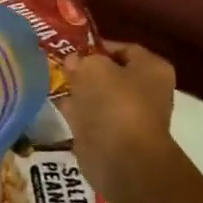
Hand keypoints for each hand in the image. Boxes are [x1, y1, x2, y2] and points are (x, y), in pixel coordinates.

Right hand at [58, 41, 175, 196]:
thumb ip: (81, 59)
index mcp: (152, 69)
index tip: (71, 47)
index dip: (96, 45)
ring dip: (77, 89)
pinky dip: (72, 108)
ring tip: (50, 78)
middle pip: (110, 72)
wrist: (121, 156)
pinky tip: (51, 100)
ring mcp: (127, 115)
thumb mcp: (93, 67)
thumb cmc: (114, 103)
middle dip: (84, 68)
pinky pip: (88, 115)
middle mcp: (145, 91)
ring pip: (97, 94)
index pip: (123, 49)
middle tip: (57, 62)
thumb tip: (74, 61)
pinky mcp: (109, 135)